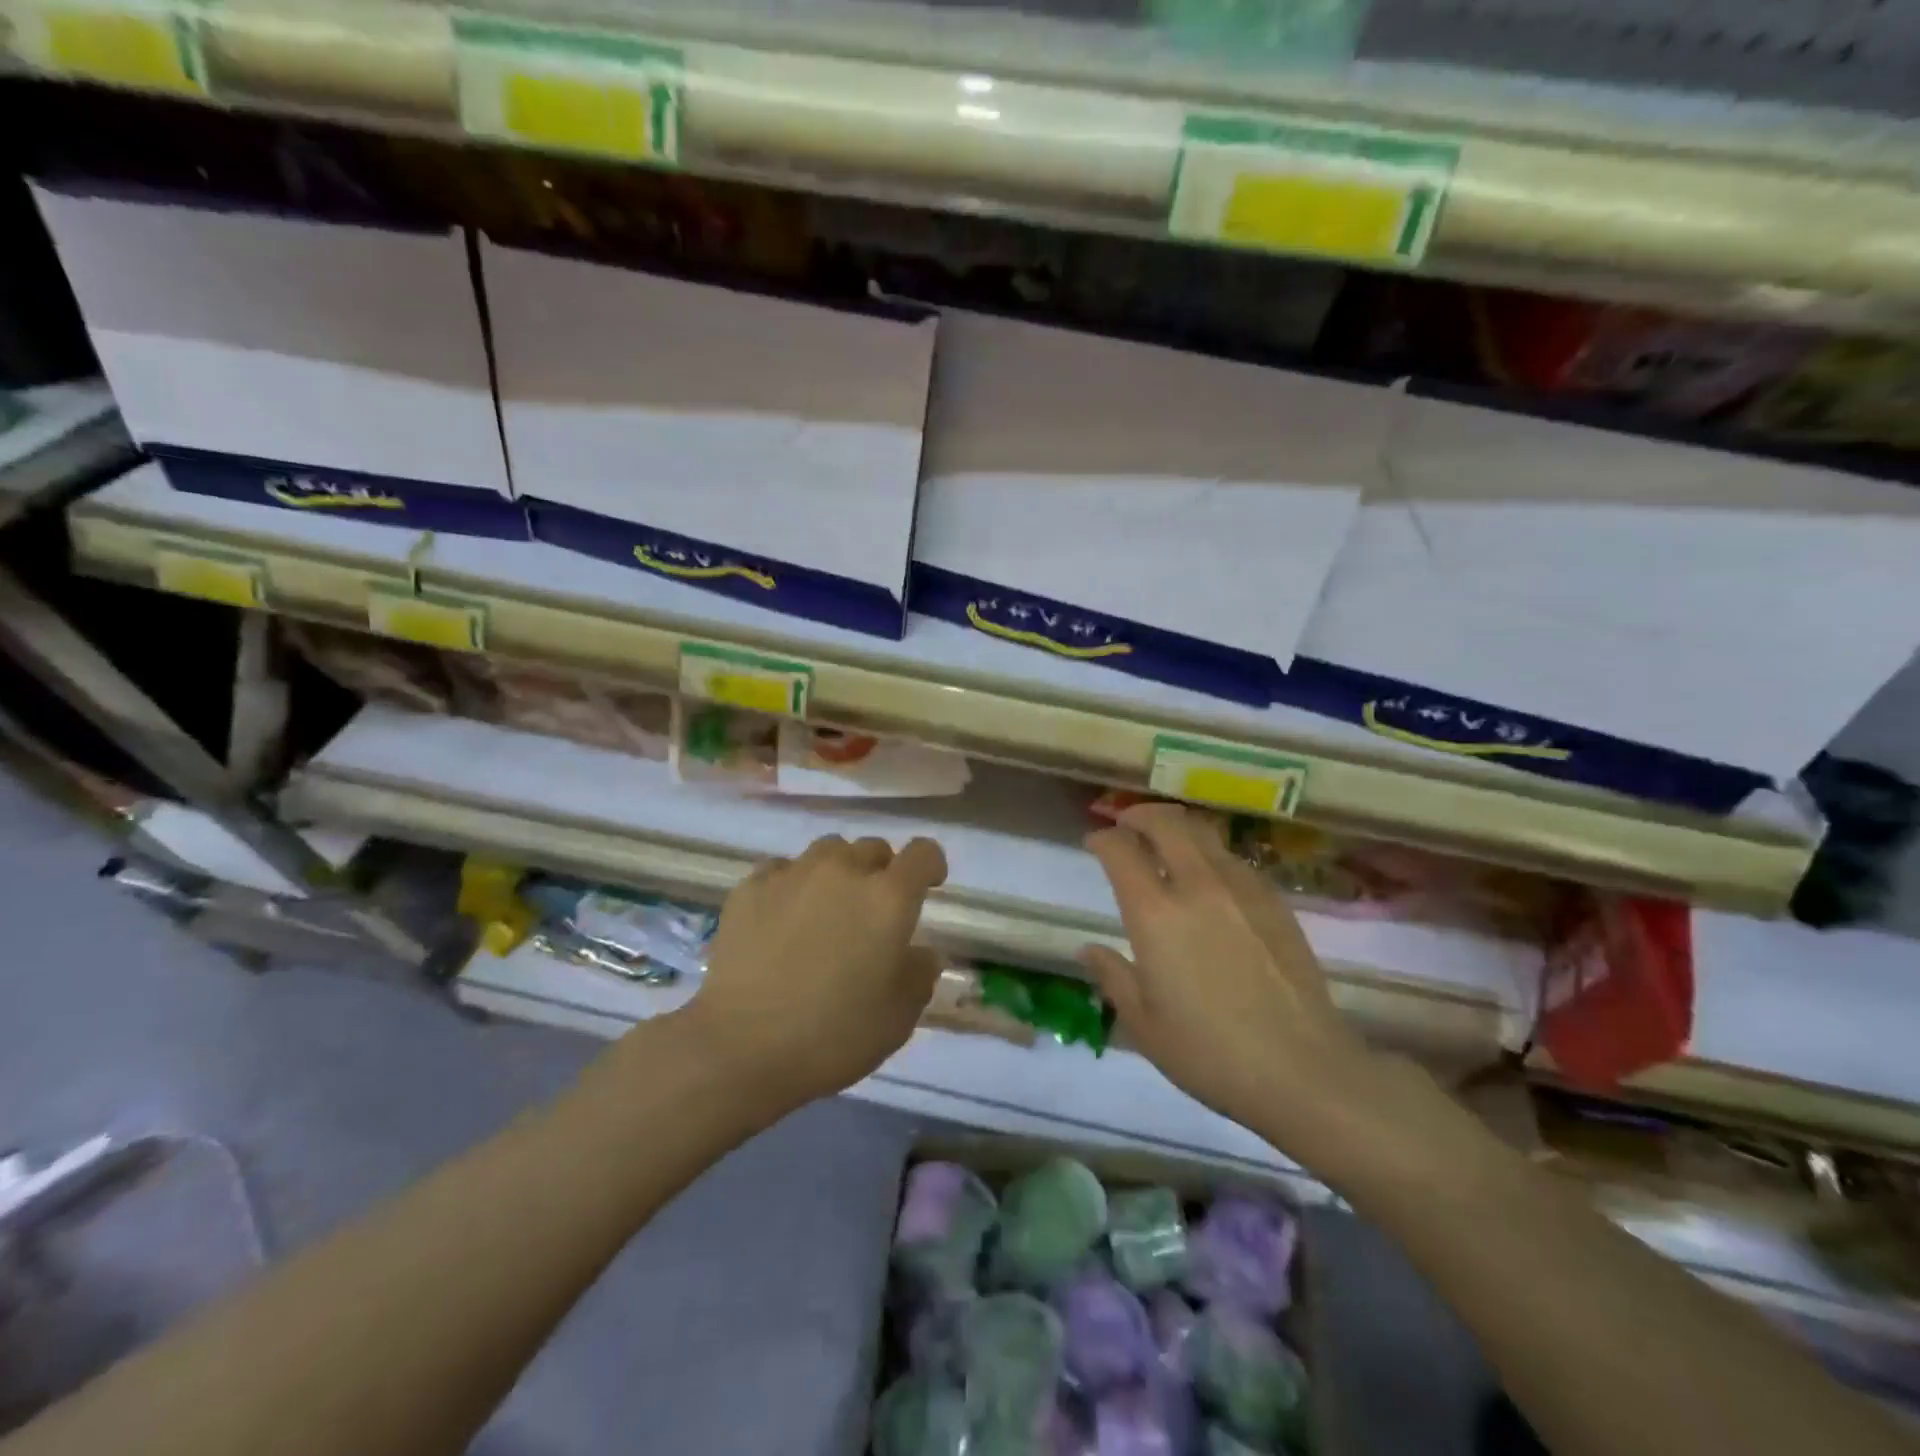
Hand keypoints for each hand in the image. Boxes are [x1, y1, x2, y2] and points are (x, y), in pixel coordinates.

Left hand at [678, 833, 947, 1108]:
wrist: (742, 1047)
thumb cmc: (834, 1034)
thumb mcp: (899, 1017)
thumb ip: (919, 974)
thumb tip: (922, 954)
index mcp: (888, 898)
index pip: (923, 853)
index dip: (931, 865)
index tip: (929, 886)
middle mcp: (843, 871)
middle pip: (873, 848)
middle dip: (881, 871)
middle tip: (872, 911)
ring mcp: (793, 874)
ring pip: (827, 851)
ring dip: (837, 871)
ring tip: (827, 907)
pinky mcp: (751, 888)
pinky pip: (782, 869)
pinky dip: (792, 884)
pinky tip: (783, 916)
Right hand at [1082, 805, 1378, 1154]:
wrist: (1303, 1070)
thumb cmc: (1210, 1053)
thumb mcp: (1144, 1024)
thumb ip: (1113, 977)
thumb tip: (1089, 949)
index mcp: (1156, 914)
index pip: (1121, 850)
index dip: (1102, 838)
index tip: (1095, 842)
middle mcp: (1198, 886)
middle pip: (1166, 823)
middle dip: (1140, 814)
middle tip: (1127, 823)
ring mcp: (1242, 889)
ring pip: (1204, 833)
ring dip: (1178, 828)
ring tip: (1167, 841)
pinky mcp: (1275, 901)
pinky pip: (1234, 859)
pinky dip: (1211, 853)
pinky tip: (1210, 878)